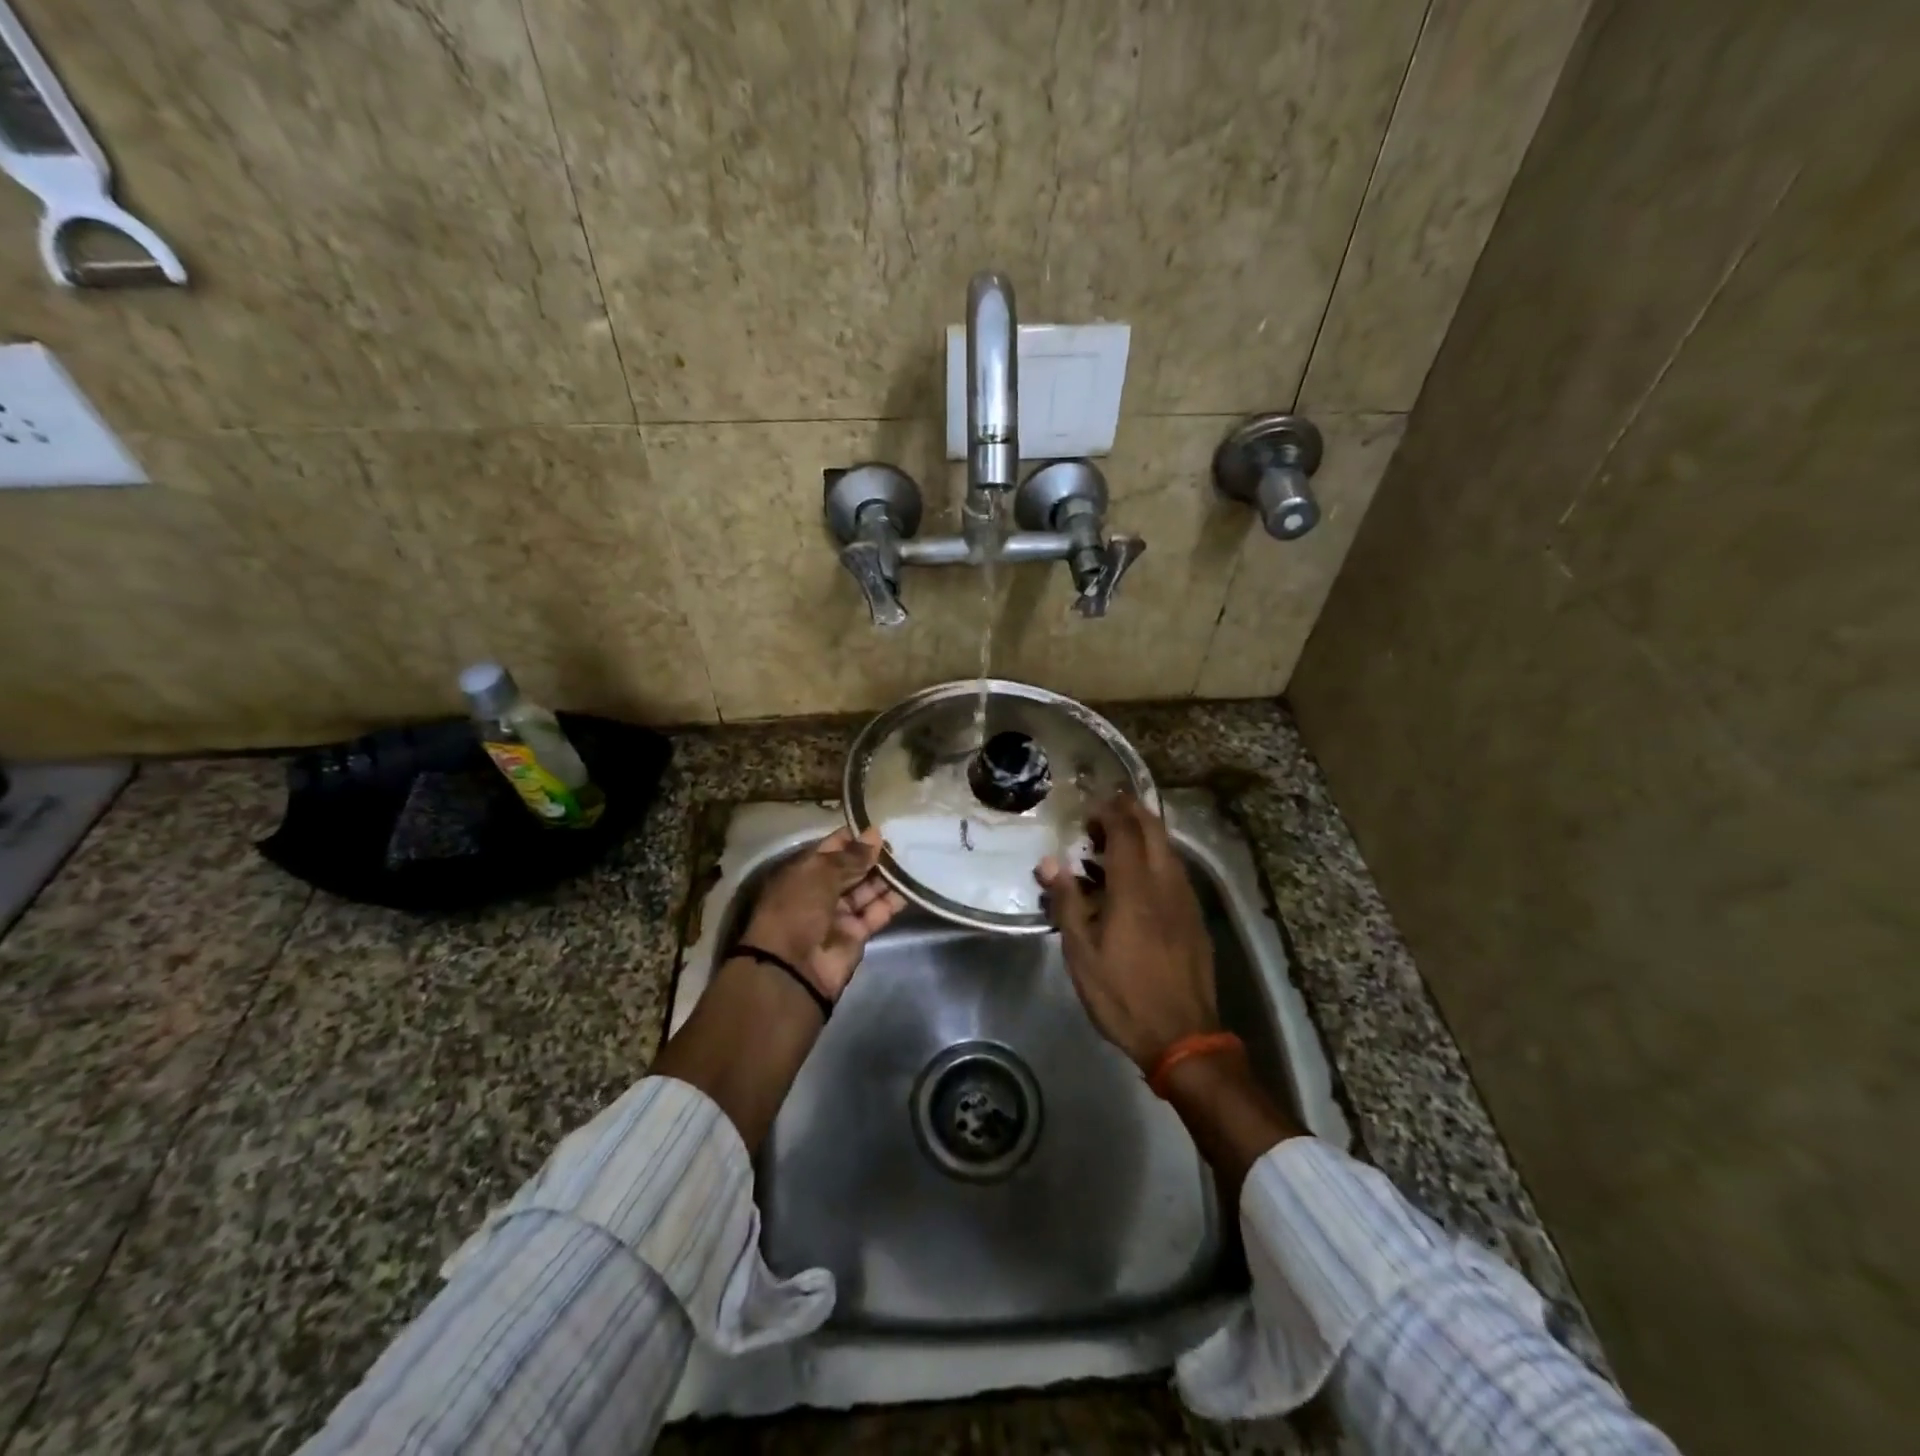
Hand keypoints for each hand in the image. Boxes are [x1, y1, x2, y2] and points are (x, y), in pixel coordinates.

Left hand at [742, 826, 907, 1002]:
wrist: (792, 967)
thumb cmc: (798, 908)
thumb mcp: (821, 873)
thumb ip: (852, 855)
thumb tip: (875, 835)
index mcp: (805, 871)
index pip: (833, 848)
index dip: (855, 837)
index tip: (881, 825)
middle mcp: (822, 890)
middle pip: (852, 869)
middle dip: (874, 856)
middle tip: (904, 839)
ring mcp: (840, 914)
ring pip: (867, 890)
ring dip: (887, 876)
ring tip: (913, 857)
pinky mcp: (857, 934)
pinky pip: (877, 912)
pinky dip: (892, 900)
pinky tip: (912, 884)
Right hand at [1036, 794, 1217, 1070]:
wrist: (1183, 1036)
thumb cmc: (1123, 995)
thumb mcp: (1082, 954)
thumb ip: (1067, 902)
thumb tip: (1049, 862)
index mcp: (1135, 889)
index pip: (1126, 833)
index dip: (1110, 812)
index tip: (1091, 806)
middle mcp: (1165, 884)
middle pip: (1154, 831)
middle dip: (1132, 812)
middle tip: (1107, 808)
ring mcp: (1186, 900)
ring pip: (1169, 850)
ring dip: (1146, 833)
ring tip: (1120, 837)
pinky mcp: (1195, 918)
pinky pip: (1176, 871)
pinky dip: (1158, 856)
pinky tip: (1142, 874)